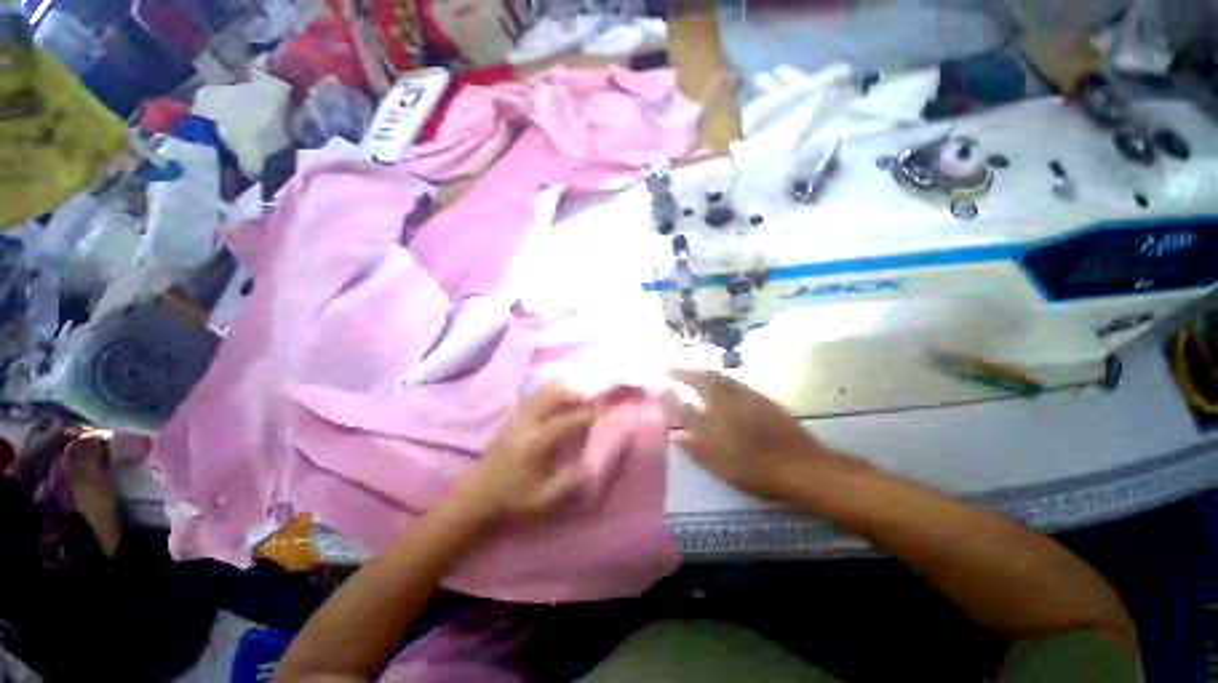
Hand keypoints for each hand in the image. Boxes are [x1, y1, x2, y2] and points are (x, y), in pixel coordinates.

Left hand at [450, 384, 594, 523]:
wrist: (477, 495)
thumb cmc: (513, 498)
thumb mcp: (545, 498)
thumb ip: (571, 482)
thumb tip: (594, 466)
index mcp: (537, 442)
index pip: (568, 420)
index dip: (588, 413)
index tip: (604, 409)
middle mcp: (527, 423)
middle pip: (553, 395)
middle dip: (575, 392)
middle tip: (592, 395)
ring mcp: (517, 417)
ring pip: (542, 392)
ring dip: (562, 389)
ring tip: (579, 393)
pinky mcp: (512, 417)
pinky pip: (534, 395)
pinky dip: (549, 391)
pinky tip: (559, 396)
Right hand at [672, 369, 858, 499]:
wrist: (802, 467)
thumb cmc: (754, 468)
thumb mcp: (718, 463)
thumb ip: (695, 447)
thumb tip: (676, 434)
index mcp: (715, 412)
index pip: (689, 393)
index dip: (675, 383)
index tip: (664, 374)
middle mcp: (729, 399)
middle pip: (706, 378)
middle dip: (690, 371)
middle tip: (678, 369)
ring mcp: (748, 398)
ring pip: (723, 378)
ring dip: (706, 372)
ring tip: (697, 371)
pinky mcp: (765, 401)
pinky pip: (737, 383)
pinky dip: (725, 379)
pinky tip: (726, 384)